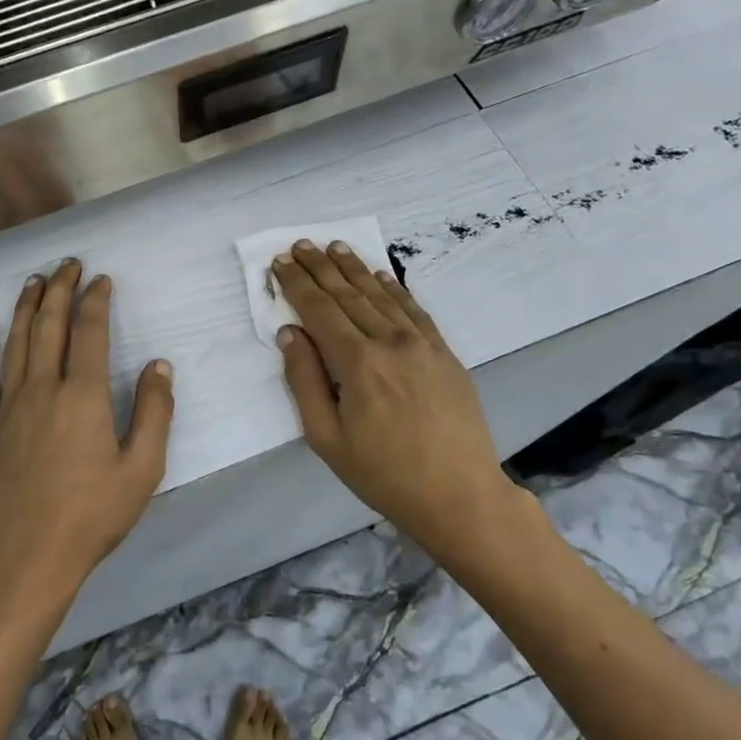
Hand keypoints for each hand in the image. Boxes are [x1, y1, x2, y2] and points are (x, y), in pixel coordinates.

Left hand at [0, 259, 174, 606]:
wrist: (31, 556)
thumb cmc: (94, 514)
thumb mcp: (143, 468)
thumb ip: (154, 412)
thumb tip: (158, 364)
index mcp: (83, 396)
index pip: (90, 332)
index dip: (96, 300)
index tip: (101, 279)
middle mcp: (43, 388)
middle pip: (50, 326)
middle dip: (60, 289)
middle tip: (68, 264)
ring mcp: (8, 406)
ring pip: (16, 343)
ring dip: (26, 308)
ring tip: (34, 281)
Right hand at [271, 240, 525, 553]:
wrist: (459, 495)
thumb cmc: (383, 473)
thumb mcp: (326, 438)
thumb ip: (304, 381)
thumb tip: (290, 334)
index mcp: (357, 363)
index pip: (319, 310)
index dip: (297, 284)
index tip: (280, 262)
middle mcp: (389, 342)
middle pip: (347, 295)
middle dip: (321, 267)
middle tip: (301, 244)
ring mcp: (421, 344)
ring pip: (380, 296)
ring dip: (354, 269)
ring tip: (335, 247)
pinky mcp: (443, 353)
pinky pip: (414, 309)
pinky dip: (393, 288)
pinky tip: (380, 275)